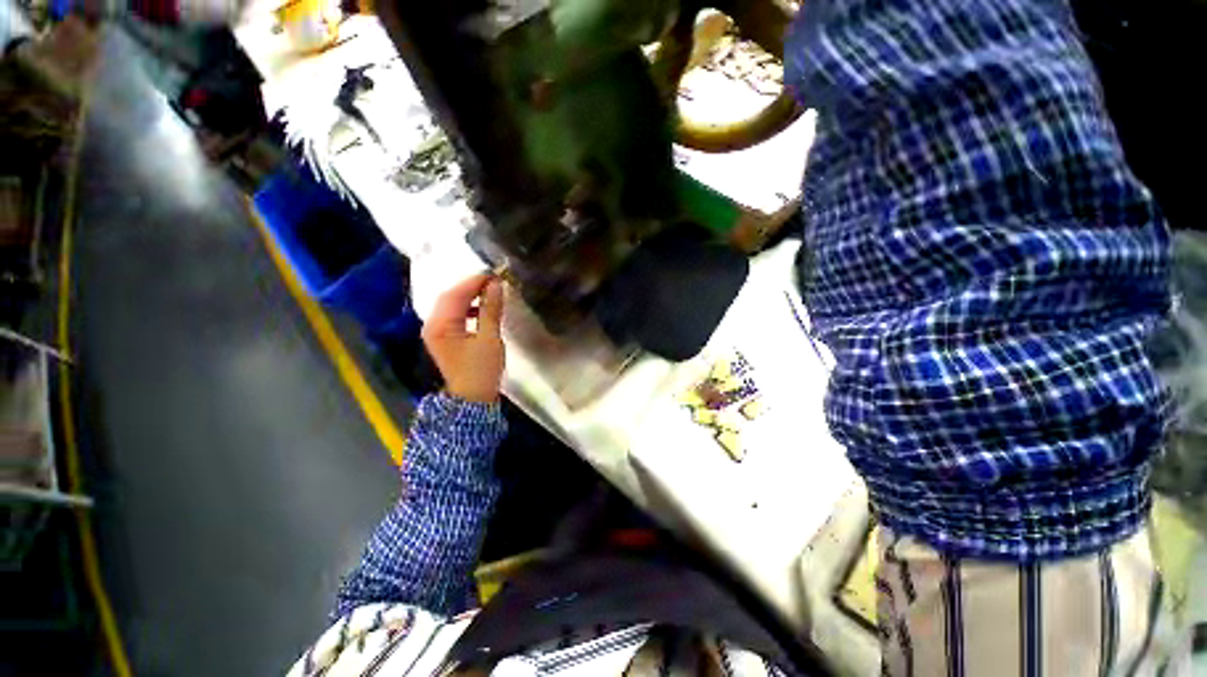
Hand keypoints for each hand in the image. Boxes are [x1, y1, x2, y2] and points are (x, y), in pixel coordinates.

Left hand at [422, 274, 505, 403]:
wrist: (472, 398)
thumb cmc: (481, 370)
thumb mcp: (489, 338)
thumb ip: (491, 309)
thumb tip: (496, 284)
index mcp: (441, 325)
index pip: (456, 294)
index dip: (475, 281)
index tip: (495, 273)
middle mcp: (432, 324)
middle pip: (450, 297)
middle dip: (472, 286)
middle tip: (494, 280)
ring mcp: (436, 331)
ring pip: (451, 304)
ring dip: (470, 296)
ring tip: (490, 292)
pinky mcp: (443, 336)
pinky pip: (453, 314)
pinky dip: (467, 307)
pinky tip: (481, 309)